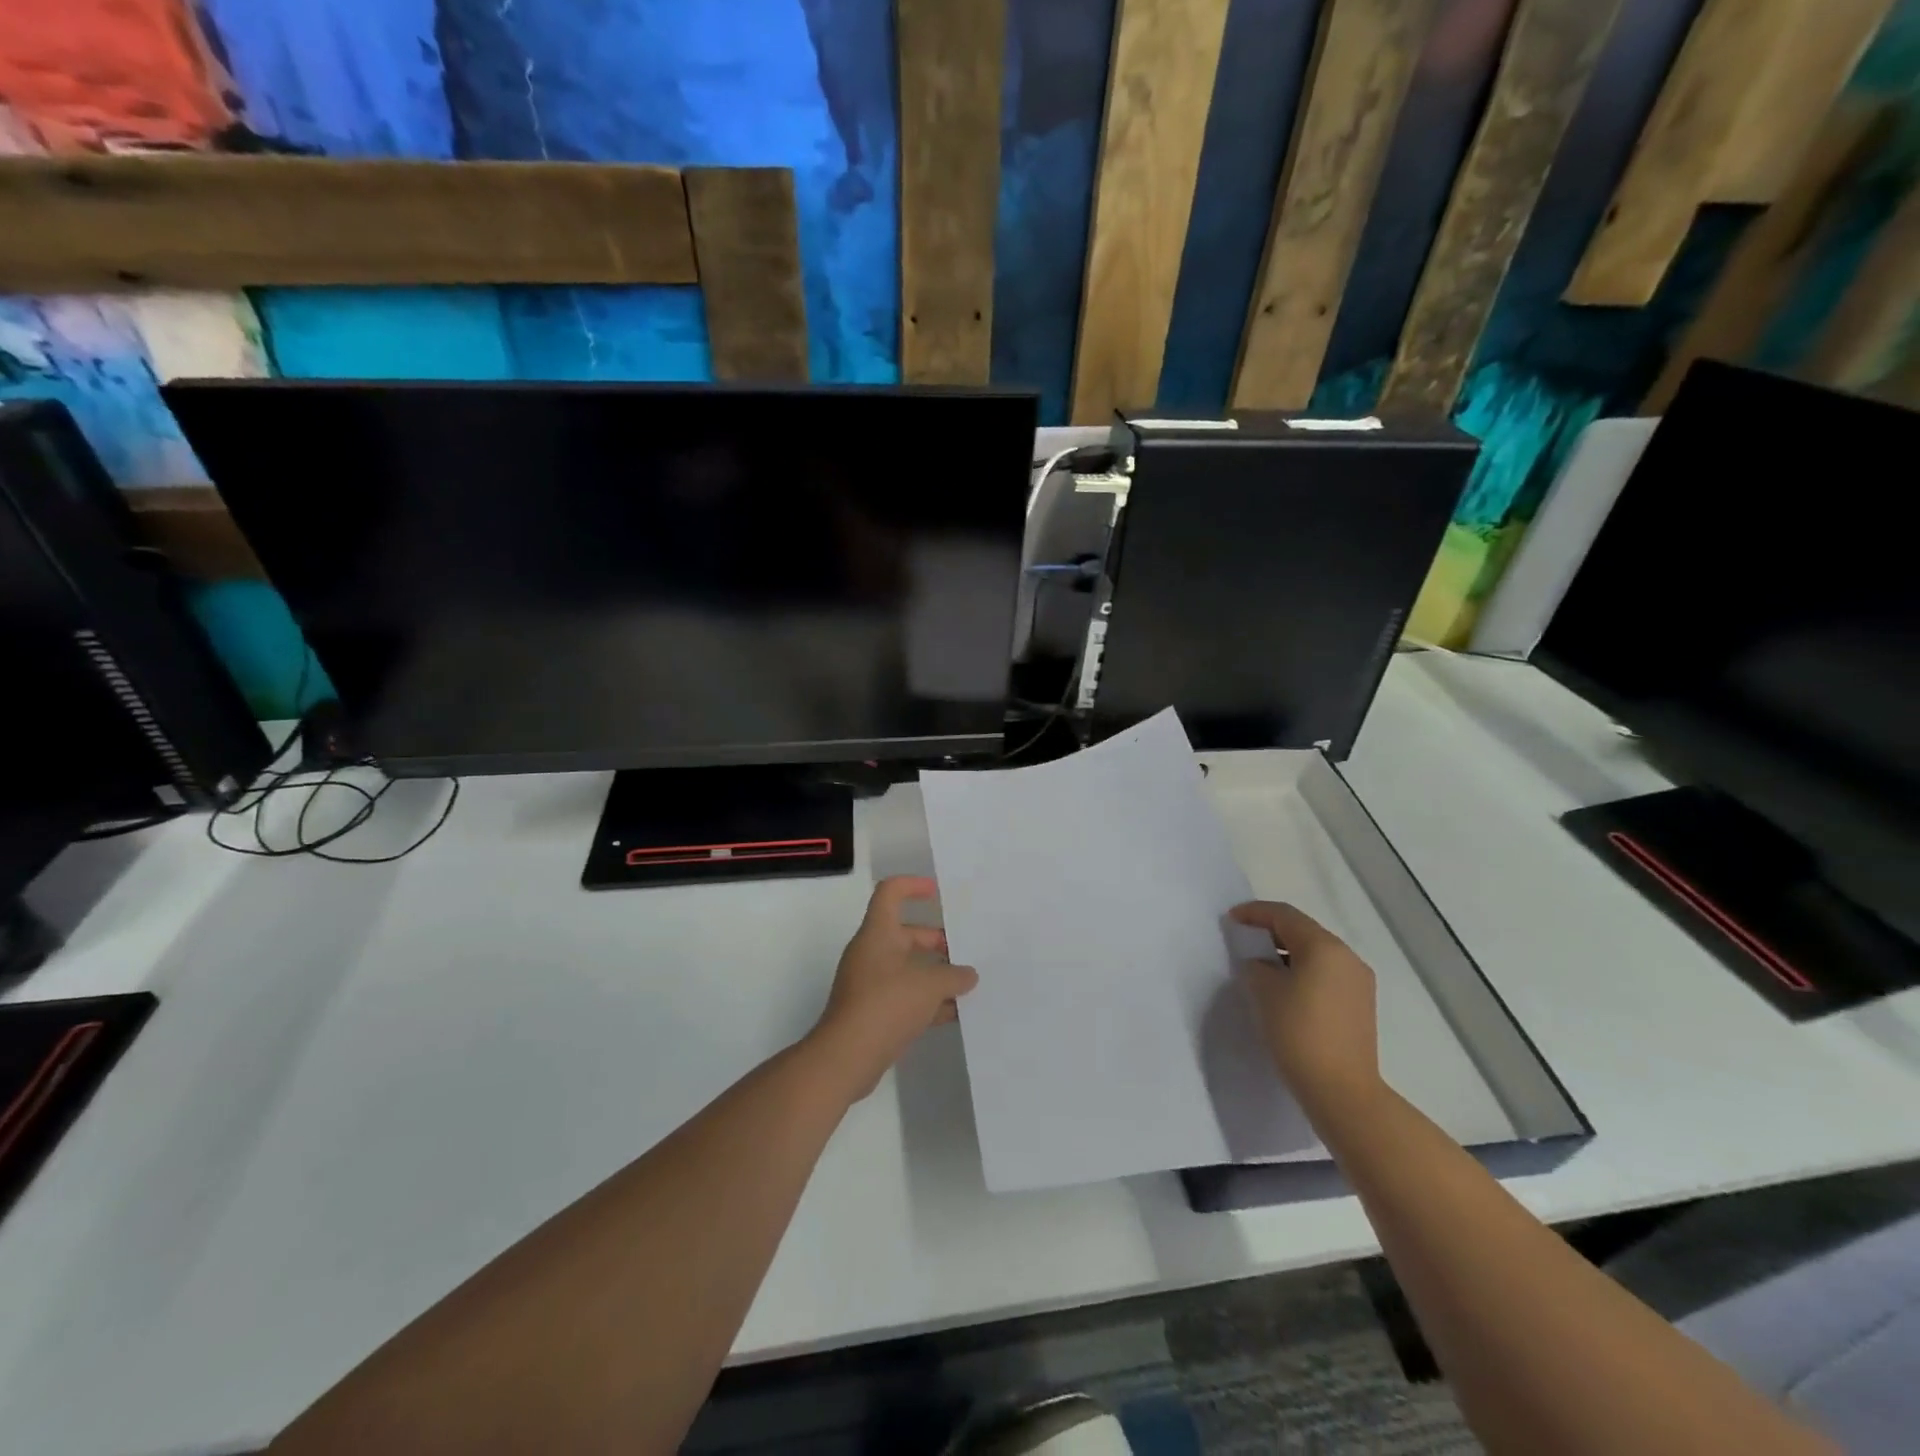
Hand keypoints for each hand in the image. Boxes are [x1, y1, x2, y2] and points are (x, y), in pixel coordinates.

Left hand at [810, 877, 978, 1098]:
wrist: (846, 1057)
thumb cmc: (886, 1004)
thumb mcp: (929, 985)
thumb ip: (954, 976)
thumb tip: (968, 975)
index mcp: (878, 933)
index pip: (891, 893)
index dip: (913, 886)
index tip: (938, 893)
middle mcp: (872, 953)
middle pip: (906, 934)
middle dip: (937, 940)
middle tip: (966, 950)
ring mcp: (871, 983)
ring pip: (909, 968)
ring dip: (936, 974)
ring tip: (969, 983)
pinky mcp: (875, 1012)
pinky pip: (906, 996)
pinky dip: (929, 1001)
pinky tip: (956, 1013)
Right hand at [1230, 901, 1383, 1120]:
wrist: (1341, 1091)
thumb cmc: (1299, 1033)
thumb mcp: (1264, 992)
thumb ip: (1256, 966)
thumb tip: (1261, 964)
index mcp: (1325, 947)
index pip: (1285, 915)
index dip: (1254, 912)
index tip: (1230, 919)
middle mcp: (1347, 957)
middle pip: (1304, 931)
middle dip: (1271, 931)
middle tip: (1243, 939)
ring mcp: (1358, 982)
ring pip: (1316, 953)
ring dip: (1287, 952)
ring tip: (1260, 965)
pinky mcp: (1360, 1005)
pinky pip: (1326, 973)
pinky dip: (1303, 971)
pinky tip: (1285, 988)